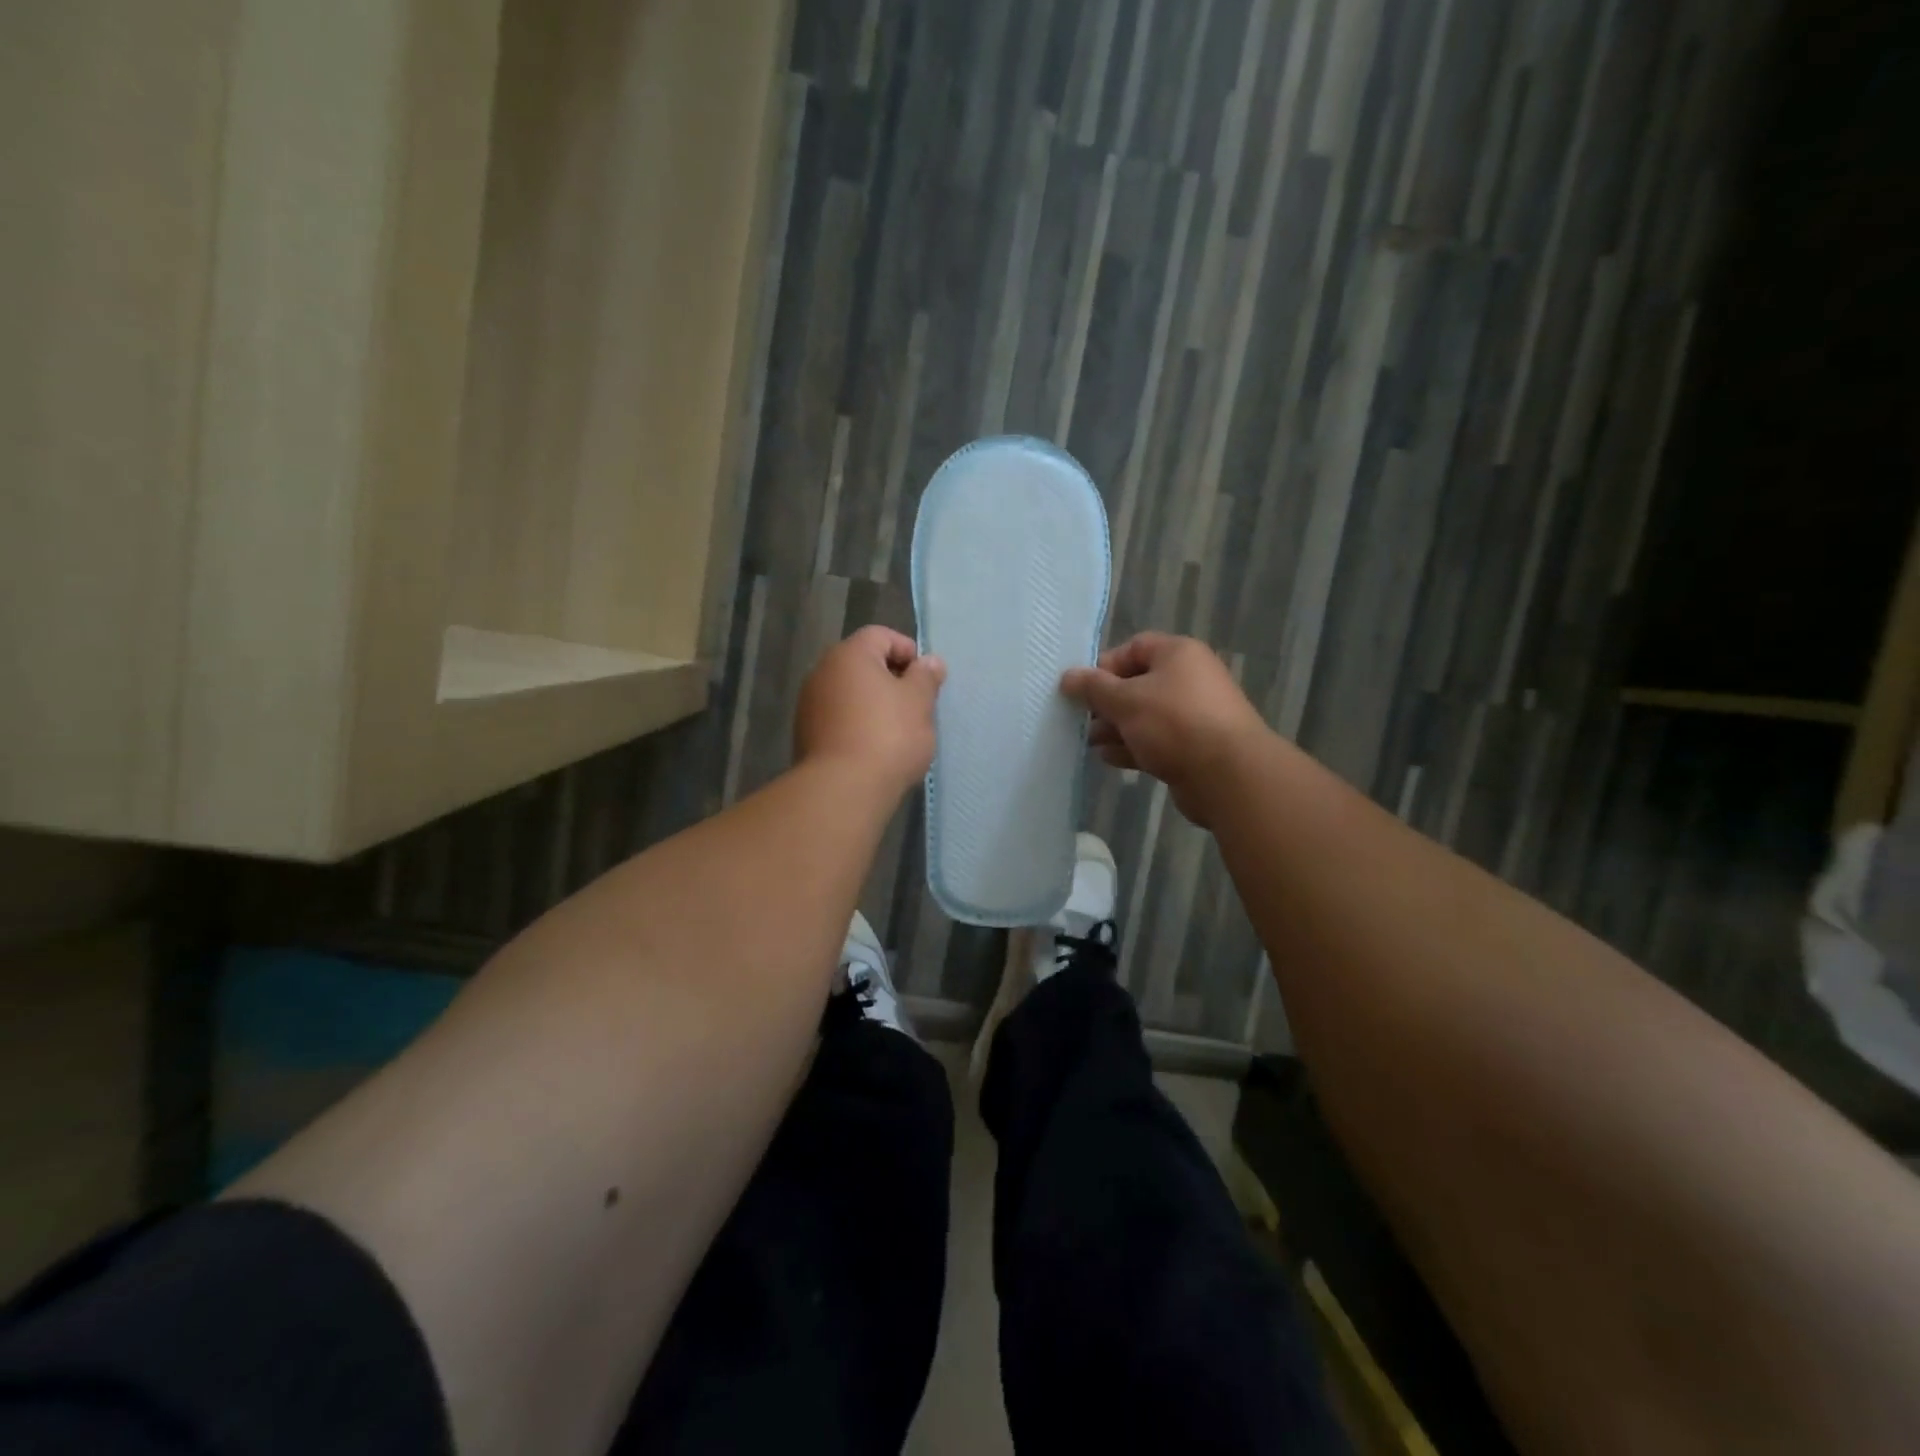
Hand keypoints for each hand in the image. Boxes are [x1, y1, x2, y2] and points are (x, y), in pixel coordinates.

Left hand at [795, 626, 945, 797]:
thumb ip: (926, 677)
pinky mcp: (805, 734)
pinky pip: (838, 718)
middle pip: (862, 663)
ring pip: (849, 693)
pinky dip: (857, 724)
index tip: (926, 678)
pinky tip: (874, 748)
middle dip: (891, 679)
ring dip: (873, 703)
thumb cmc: (888, 736)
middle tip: (915, 705)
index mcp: (849, 655)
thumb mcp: (919, 702)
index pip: (881, 635)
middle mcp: (822, 672)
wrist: (843, 788)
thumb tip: (930, 661)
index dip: (908, 650)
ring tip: (897, 730)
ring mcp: (809, 704)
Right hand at [1061, 632, 1269, 827]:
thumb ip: (1093, 688)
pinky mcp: (1194, 747)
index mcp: (1178, 654)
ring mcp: (1193, 715)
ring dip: (1116, 728)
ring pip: (1145, 716)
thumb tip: (1067, 677)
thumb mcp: (1125, 700)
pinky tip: (1109, 758)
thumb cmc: (1173, 723)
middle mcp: (1189, 679)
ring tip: (1090, 743)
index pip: (1133, 648)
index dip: (1104, 666)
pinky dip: (1132, 747)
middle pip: (1137, 684)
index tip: (1082, 690)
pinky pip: (1156, 741)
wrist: (1227, 774)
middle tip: (1082, 720)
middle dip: (1106, 703)